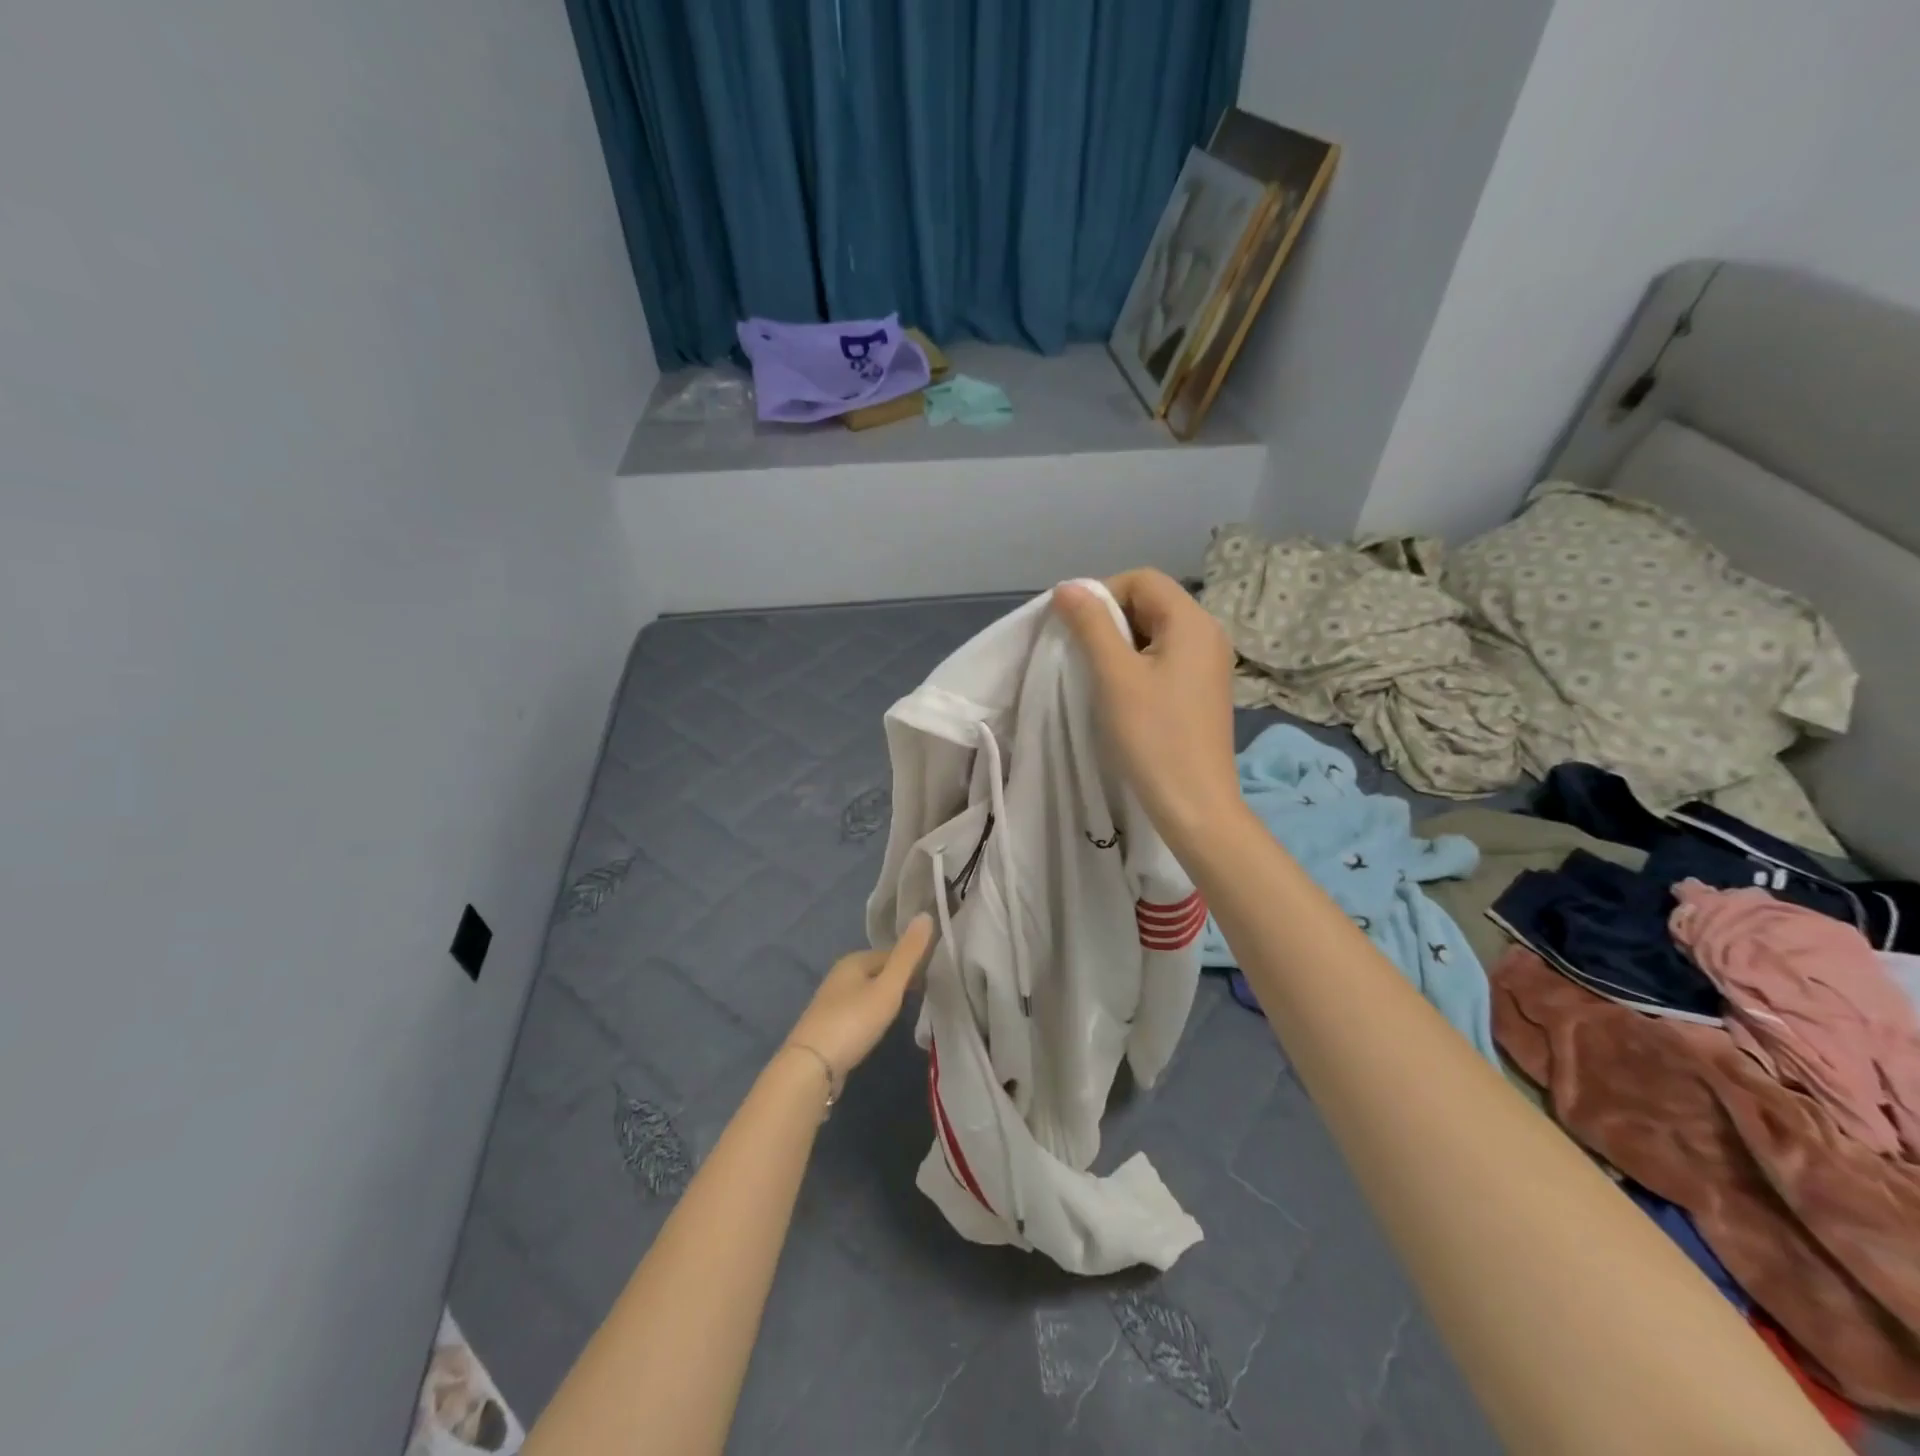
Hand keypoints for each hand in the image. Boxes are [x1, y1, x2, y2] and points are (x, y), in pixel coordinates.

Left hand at [785, 914, 933, 1082]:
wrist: (811, 1067)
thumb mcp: (887, 987)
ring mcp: (832, 1001)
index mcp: (853, 960)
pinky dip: (873, 1014)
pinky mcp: (830, 1025)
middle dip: (900, 980)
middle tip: (926, 995)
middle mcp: (840, 975)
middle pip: (879, 971)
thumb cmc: (853, 1022)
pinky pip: (860, 1011)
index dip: (913, 962)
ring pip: (869, 992)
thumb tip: (926, 914)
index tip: (935, 977)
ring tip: (908, 1011)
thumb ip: (908, 955)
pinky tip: (881, 1028)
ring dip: (887, 998)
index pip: (892, 953)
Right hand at [1052, 570, 1240, 848]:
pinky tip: (1122, 694)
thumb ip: (1091, 625)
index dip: (1102, 593)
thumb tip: (1068, 587)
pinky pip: (1166, 658)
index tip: (1074, 629)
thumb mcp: (1115, 676)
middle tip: (1082, 654)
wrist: (1195, 804)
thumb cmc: (1153, 737)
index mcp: (1192, 622)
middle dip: (1110, 619)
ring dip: (1121, 644)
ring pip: (1156, 632)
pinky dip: (1138, 664)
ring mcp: (1209, 663)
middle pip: (1151, 602)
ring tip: (1098, 676)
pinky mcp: (1203, 689)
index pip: (1142, 580)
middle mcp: (1208, 633)